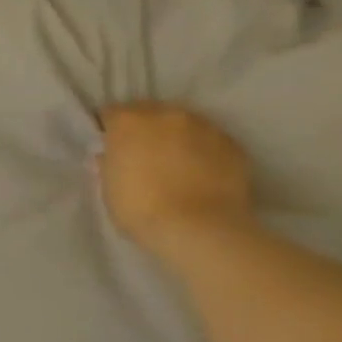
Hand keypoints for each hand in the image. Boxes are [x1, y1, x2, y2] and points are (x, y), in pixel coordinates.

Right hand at [96, 102, 255, 262]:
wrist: (200, 229)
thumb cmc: (141, 209)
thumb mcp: (109, 188)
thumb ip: (109, 164)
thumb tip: (109, 157)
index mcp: (128, 122)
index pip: (110, 114)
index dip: (108, 130)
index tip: (110, 147)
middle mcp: (166, 115)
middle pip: (149, 112)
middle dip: (144, 128)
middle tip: (142, 154)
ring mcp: (204, 126)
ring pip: (183, 124)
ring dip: (176, 137)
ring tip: (176, 163)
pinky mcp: (233, 144)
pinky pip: (210, 141)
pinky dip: (203, 151)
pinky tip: (201, 173)